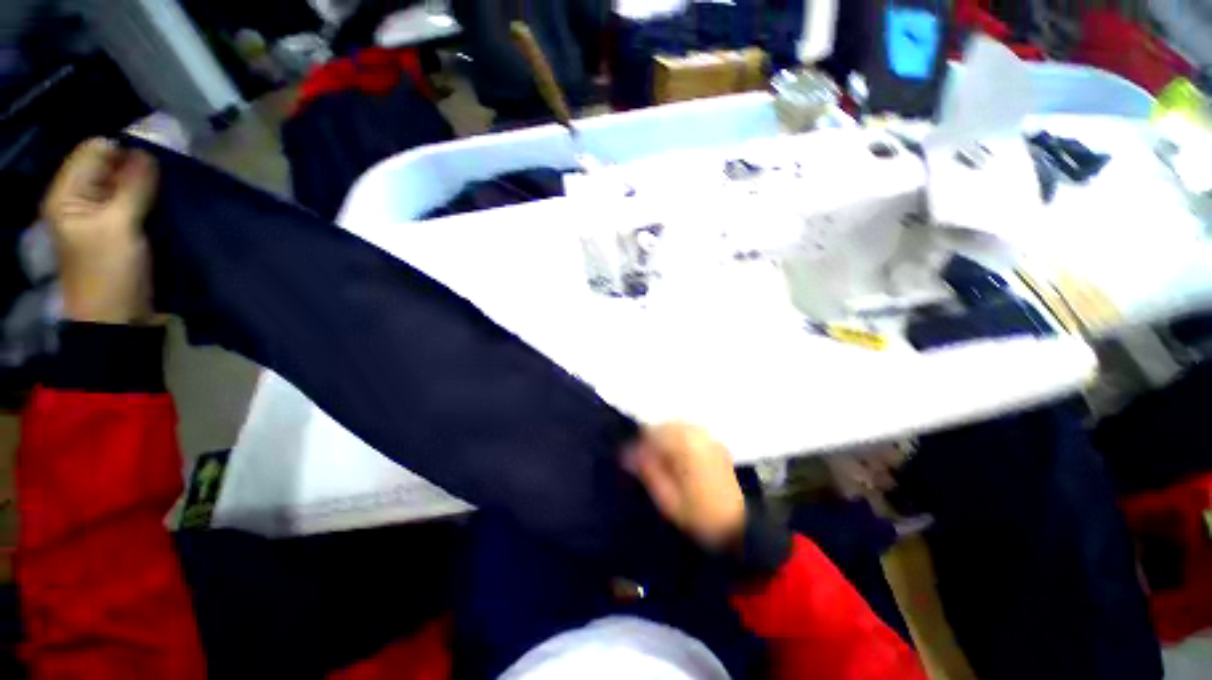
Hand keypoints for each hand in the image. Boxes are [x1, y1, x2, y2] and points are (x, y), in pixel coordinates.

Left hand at [42, 138, 158, 323]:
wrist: (119, 318)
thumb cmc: (110, 273)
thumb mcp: (119, 226)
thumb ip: (133, 187)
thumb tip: (149, 152)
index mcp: (68, 194)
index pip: (95, 150)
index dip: (124, 150)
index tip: (155, 161)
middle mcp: (82, 198)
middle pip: (111, 166)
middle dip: (138, 168)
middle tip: (166, 179)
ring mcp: (101, 215)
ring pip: (126, 185)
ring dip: (148, 186)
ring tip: (170, 192)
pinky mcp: (121, 229)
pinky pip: (136, 203)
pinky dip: (152, 201)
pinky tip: (168, 206)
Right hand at [626, 422, 745, 549]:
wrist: (737, 527)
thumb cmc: (699, 517)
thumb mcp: (668, 501)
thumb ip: (648, 473)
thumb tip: (628, 454)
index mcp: (686, 449)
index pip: (654, 434)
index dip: (637, 445)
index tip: (628, 460)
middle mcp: (699, 437)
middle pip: (666, 425)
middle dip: (651, 439)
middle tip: (642, 460)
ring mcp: (709, 439)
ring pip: (678, 425)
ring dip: (664, 436)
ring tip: (658, 458)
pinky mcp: (716, 444)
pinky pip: (690, 430)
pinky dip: (678, 437)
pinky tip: (676, 454)